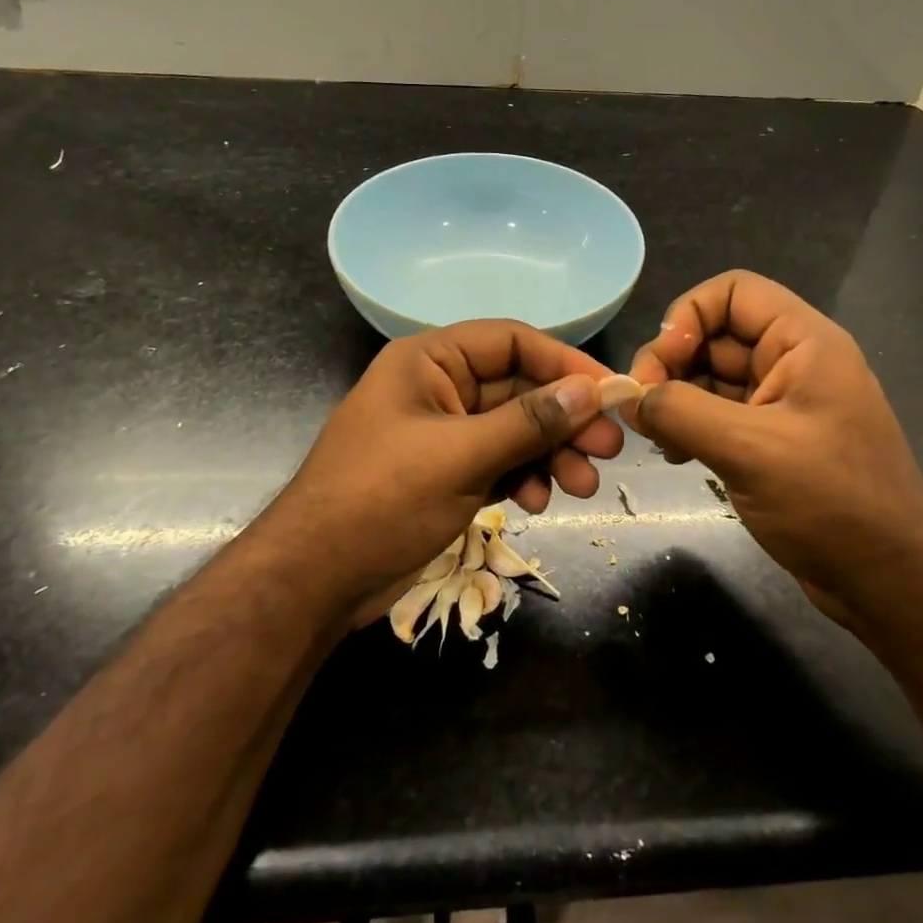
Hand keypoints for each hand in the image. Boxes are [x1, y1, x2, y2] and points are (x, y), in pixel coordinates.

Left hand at [271, 321, 625, 620]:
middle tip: (609, 449)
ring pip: (514, 429)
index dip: (564, 362)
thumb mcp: (460, 457)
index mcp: (430, 361)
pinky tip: (537, 502)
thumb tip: (591, 390)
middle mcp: (439, 388)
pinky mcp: (446, 473)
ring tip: (582, 486)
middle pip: (519, 388)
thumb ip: (528, 422)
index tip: (609, 392)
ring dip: (551, 454)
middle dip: (563, 419)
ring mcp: (443, 433)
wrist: (313, 582)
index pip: (512, 341)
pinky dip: (522, 477)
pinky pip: (499, 461)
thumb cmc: (381, 501)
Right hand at [625, 271, 922, 618]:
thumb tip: (629, 397)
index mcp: (803, 342)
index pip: (732, 292)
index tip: (659, 368)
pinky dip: (689, 426)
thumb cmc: (832, 504)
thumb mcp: (750, 450)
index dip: (687, 317)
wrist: (891, 582)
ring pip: (711, 376)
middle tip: (641, 410)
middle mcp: (792, 362)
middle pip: (715, 334)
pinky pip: (718, 414)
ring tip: (655, 437)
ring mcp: (782, 403)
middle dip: (671, 364)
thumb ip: (682, 412)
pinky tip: (674, 455)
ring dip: (675, 399)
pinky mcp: (771, 441)